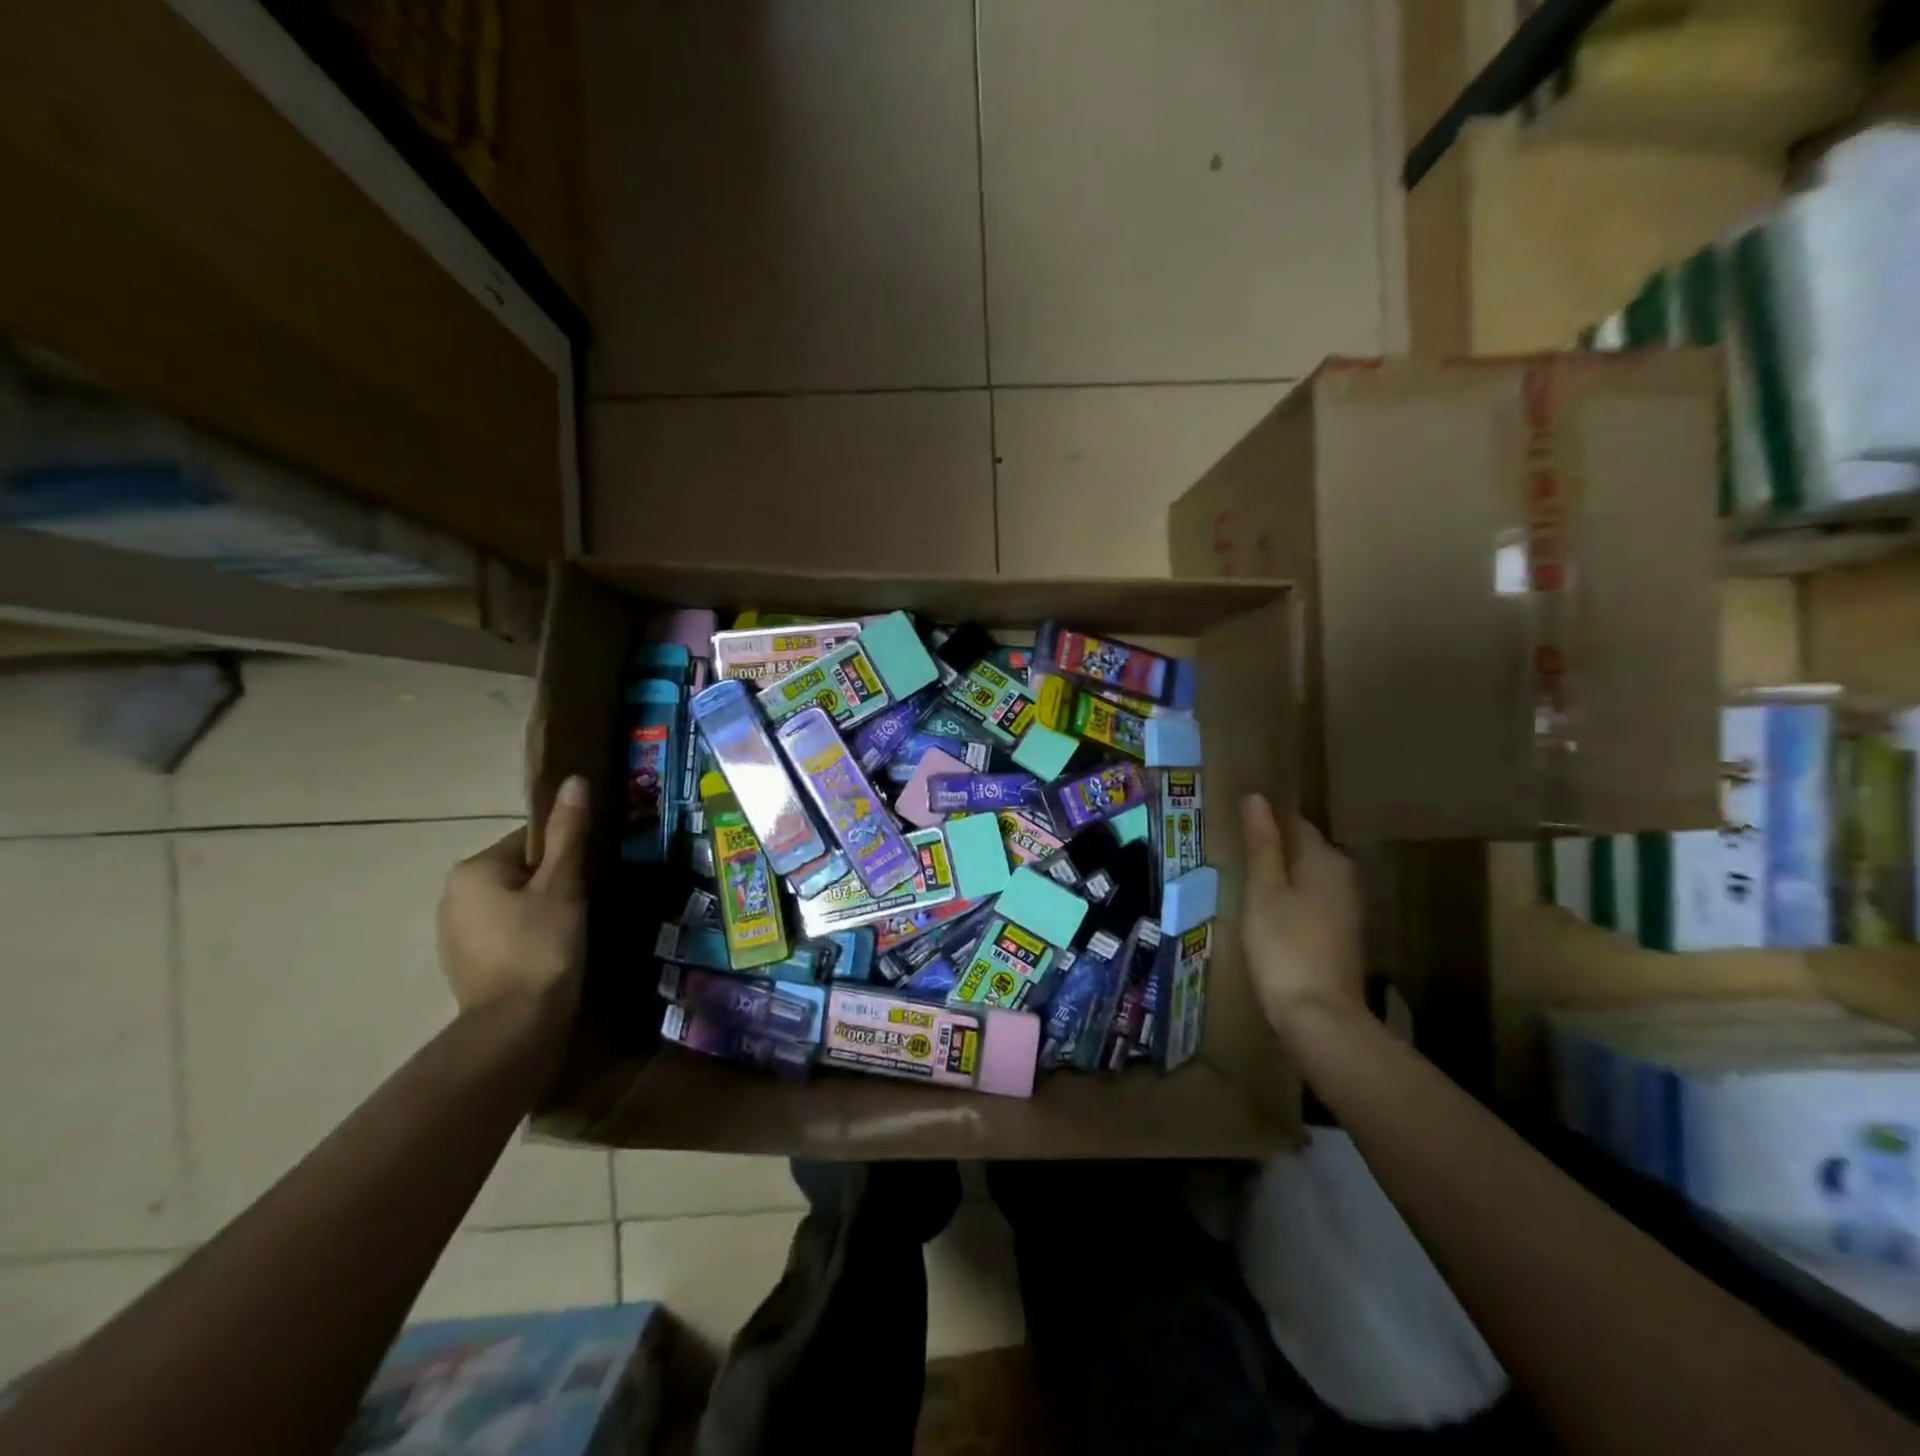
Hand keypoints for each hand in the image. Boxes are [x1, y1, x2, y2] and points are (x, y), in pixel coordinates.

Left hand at [438, 776, 589, 1021]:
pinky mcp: (465, 962)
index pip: (531, 840)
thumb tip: (574, 780)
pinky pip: (504, 931)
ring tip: (572, 931)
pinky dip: (527, 935)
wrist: (515, 1026)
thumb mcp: (562, 886)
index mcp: (473, 869)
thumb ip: (568, 833)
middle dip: (553, 883)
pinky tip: (550, 953)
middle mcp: (453, 894)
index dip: (566, 855)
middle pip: (521, 871)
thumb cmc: (542, 946)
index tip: (589, 876)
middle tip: (585, 904)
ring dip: (541, 909)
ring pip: (513, 903)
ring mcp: (454, 932)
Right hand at [1239, 793, 1364, 1032]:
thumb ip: (1261, 843)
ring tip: (1243, 881)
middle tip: (1232, 855)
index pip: (1293, 822)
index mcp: (1326, 858)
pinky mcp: (1341, 932)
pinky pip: (1311, 899)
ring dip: (1279, 875)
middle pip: (1302, 848)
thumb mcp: (1263, 890)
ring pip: (1306, 875)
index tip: (1233, 828)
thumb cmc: (1284, 945)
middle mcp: (1344, 875)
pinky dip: (1290, 898)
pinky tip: (1267, 912)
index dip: (1263, 821)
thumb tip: (1255, 797)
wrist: (1319, 1015)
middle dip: (1271, 848)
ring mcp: (1346, 906)